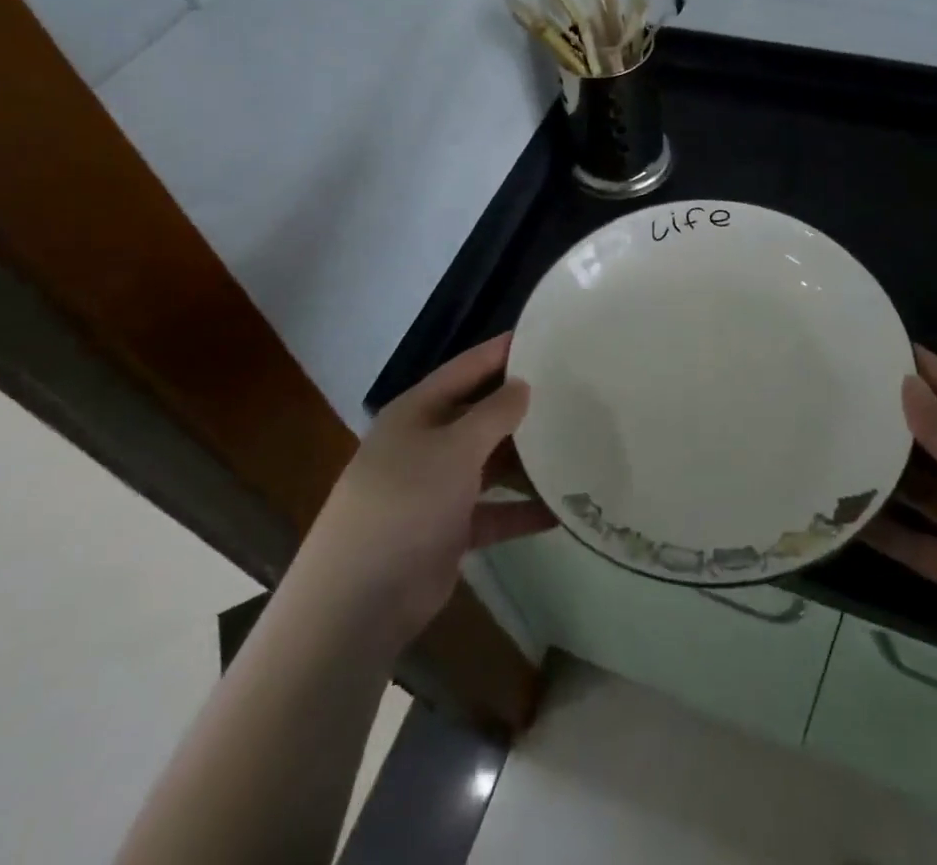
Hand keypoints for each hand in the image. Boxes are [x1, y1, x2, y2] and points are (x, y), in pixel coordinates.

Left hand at [302, 333, 554, 647]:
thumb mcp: (455, 448)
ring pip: (490, 464)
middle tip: (574, 393)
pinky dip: (521, 510)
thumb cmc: (407, 501)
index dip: (501, 351)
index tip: (544, 336)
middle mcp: (426, 443)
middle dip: (522, 407)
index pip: (466, 368)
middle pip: (481, 415)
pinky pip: (493, 511)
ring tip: (576, 446)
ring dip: (527, 460)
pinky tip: (561, 510)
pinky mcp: (448, 530)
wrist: (360, 599)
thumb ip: (494, 413)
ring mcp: (436, 488)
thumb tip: (523, 385)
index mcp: (418, 411)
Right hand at [864, 346, 936, 687]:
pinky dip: (886, 533)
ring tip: (831, 450)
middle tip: (837, 397)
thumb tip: (905, 382)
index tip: (878, 345)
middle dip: (893, 422)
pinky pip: (916, 544)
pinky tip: (844, 518)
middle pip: (935, 442)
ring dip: (884, 476)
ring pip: (920, 492)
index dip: (925, 370)